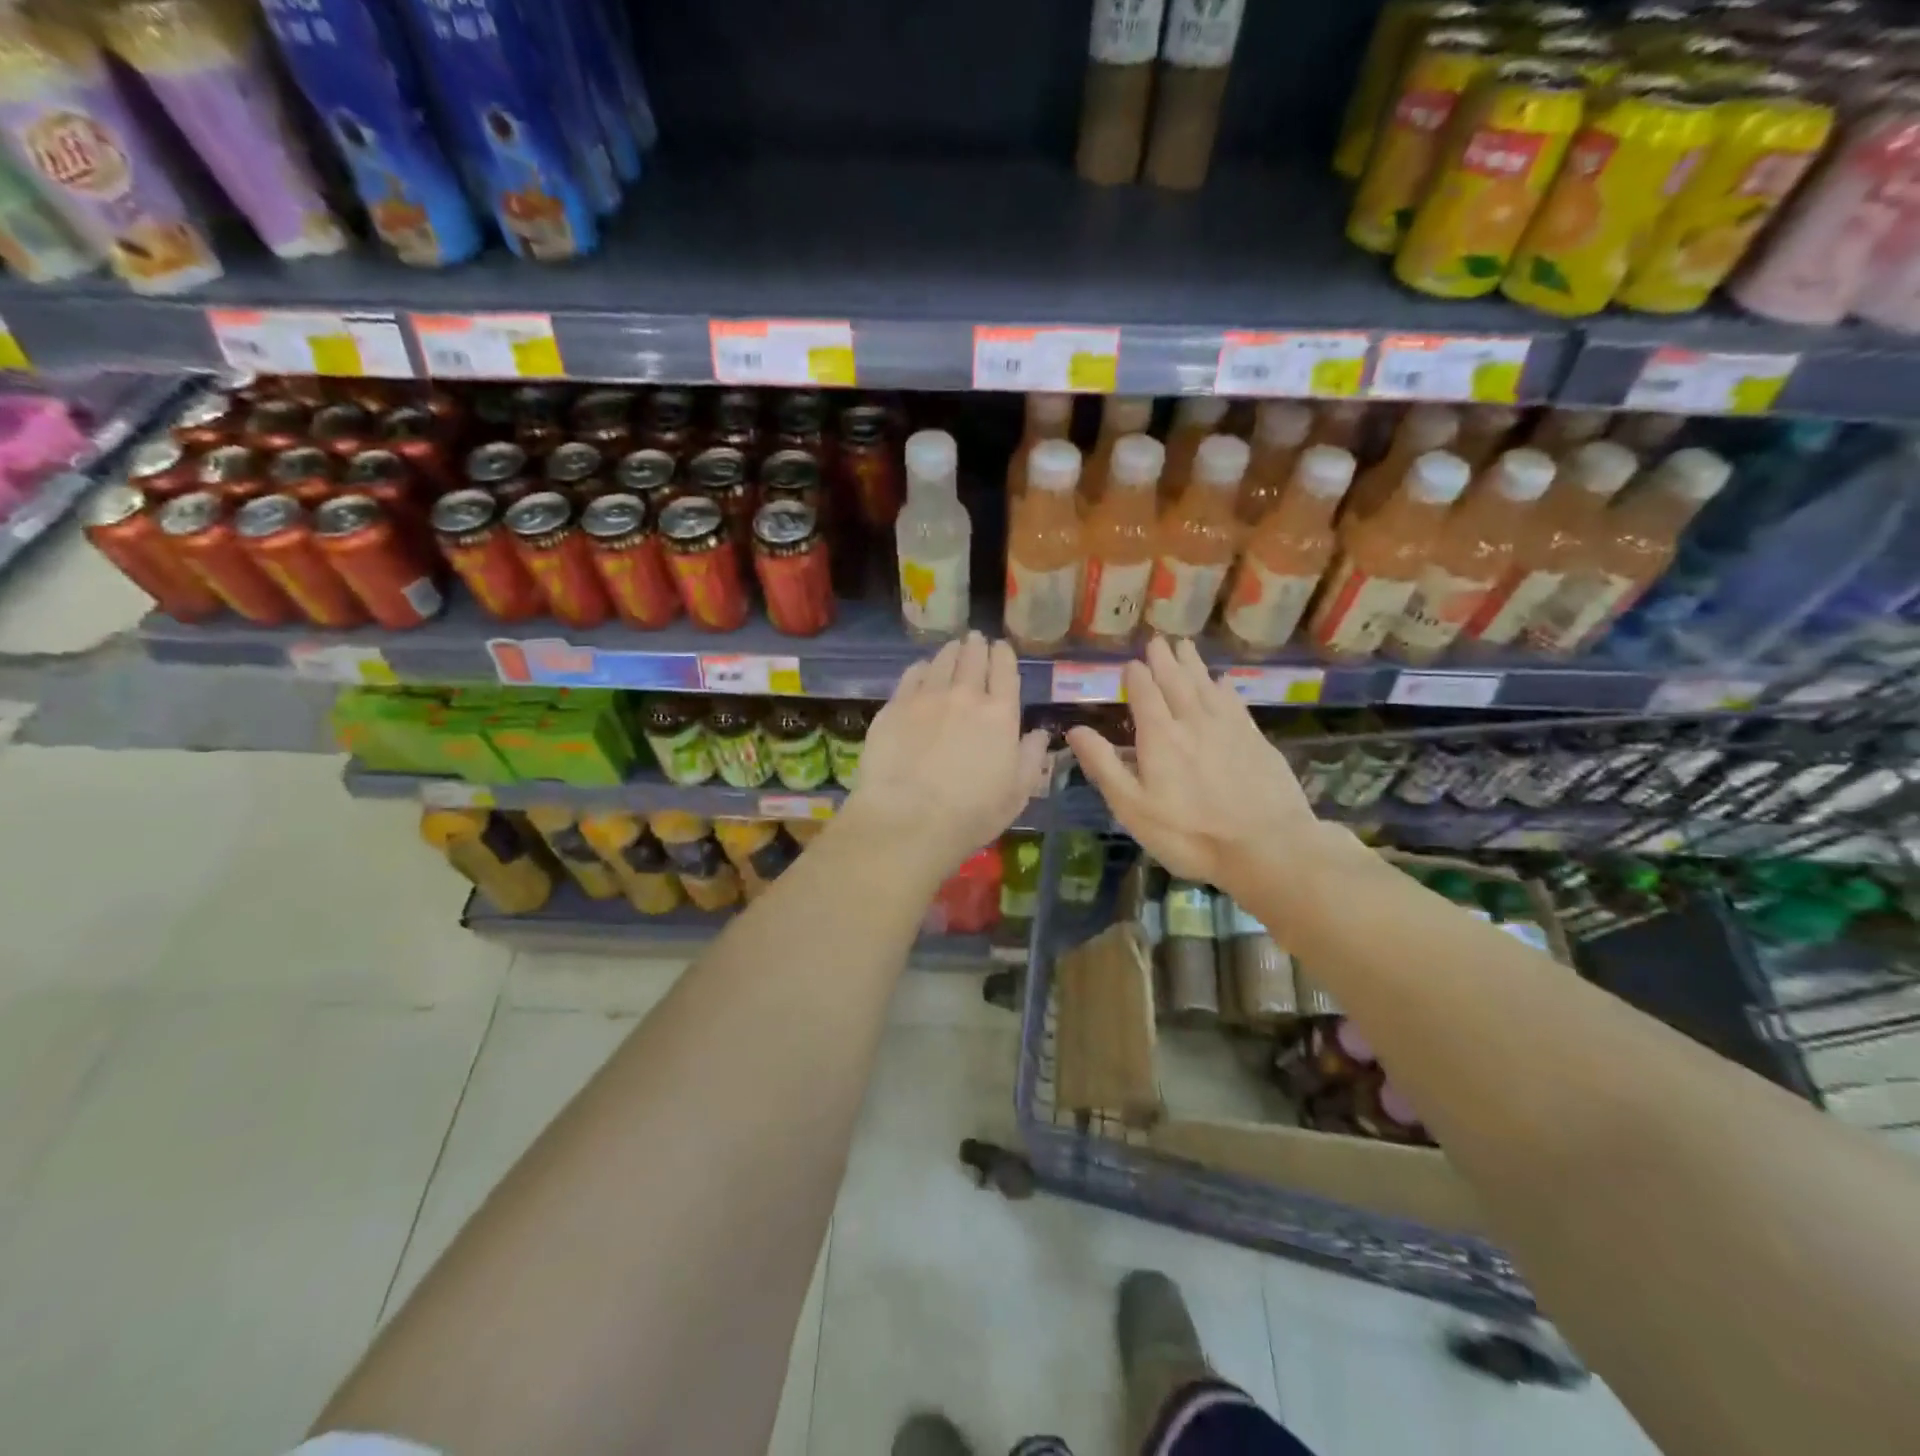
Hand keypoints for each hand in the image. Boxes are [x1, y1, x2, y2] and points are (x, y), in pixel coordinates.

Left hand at [841, 632, 1049, 880]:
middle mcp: (965, 695)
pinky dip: (922, 667)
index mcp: (1000, 714)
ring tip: (953, 648)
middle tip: (976, 640)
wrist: (909, 819)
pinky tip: (923, 669)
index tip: (1000, 647)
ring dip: (951, 651)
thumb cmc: (971, 814)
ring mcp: (927, 697)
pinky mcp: (895, 706)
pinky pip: (912, 674)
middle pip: (973, 658)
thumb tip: (1039, 734)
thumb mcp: (1016, 794)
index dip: (1003, 655)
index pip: (1005, 670)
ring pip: (942, 660)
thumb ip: (1030, 758)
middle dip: (977, 645)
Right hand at [1066, 637, 1323, 899]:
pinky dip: (1223, 687)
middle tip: (1157, 640)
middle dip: (1164, 660)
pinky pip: (1234, 702)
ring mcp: (1228, 728)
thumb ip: (1104, 765)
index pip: (1144, 693)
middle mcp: (1193, 721)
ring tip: (1185, 646)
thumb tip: (1076, 730)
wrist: (1268, 846)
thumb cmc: (1190, 834)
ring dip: (1192, 665)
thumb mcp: (1133, 807)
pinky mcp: (1255, 740)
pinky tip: (1222, 682)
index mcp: (1159, 736)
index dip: (1136, 676)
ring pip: (1206, 685)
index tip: (1130, 663)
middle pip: (1176, 682)